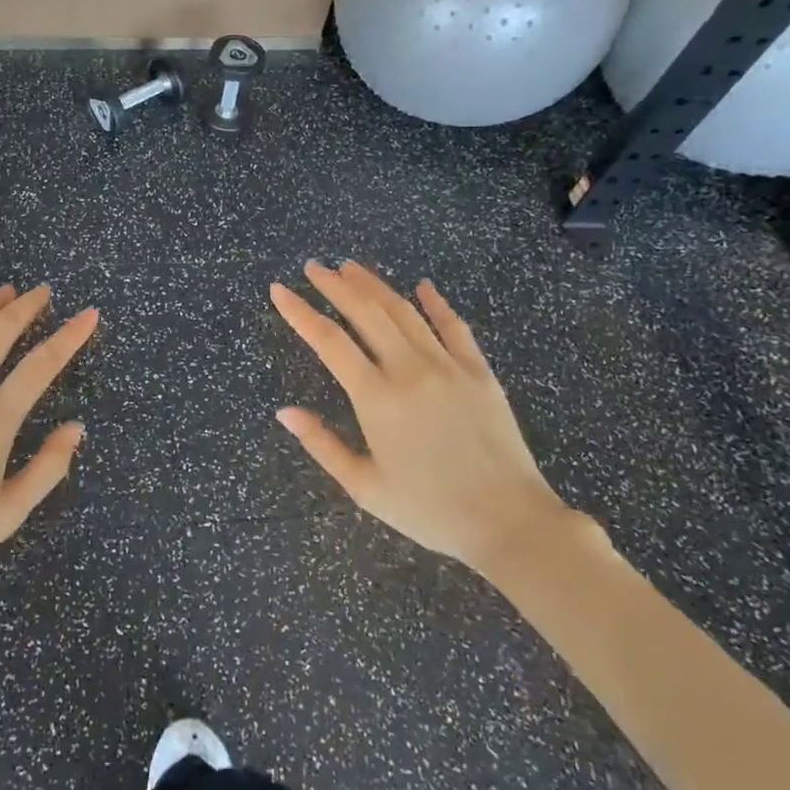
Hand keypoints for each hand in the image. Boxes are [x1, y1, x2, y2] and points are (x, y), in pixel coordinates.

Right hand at [270, 260, 574, 576]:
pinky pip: (454, 327)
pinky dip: (435, 303)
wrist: (510, 523)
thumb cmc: (430, 510)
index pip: (328, 341)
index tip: (279, 290)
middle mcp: (409, 370)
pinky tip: (422, 286)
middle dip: (335, 285)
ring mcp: (448, 366)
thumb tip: (284, 411)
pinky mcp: (479, 372)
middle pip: (365, 312)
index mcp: (376, 398)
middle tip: (314, 267)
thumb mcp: (364, 487)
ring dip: (375, 285)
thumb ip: (322, 444)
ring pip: (404, 312)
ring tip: (351, 267)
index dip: (300, 312)